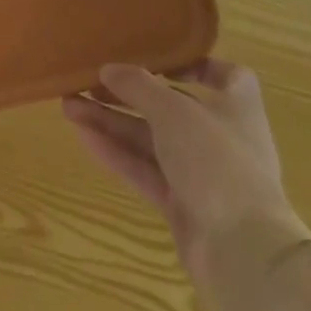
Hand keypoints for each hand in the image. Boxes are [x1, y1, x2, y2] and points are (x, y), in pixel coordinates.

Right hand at [63, 60, 308, 310]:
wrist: (242, 251)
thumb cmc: (218, 162)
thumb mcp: (173, 111)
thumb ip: (138, 86)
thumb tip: (108, 69)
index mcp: (236, 108)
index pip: (224, 76)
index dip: (193, 64)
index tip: (156, 59)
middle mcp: (221, 138)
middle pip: (170, 107)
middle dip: (127, 94)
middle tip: (87, 81)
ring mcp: (201, 174)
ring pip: (150, 139)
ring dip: (111, 121)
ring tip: (68, 105)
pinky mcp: (182, 204)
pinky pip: (144, 170)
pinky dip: (115, 152)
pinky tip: (82, 136)